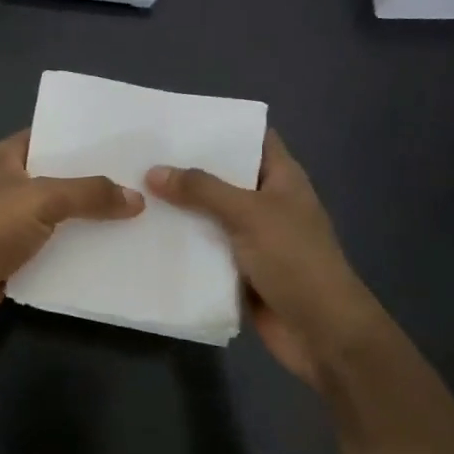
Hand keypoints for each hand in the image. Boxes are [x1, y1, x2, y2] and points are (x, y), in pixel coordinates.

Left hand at [0, 129, 142, 343]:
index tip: (118, 141)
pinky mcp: (14, 260)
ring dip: (87, 221)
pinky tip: (110, 254)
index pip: (47, 136)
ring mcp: (9, 226)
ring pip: (58, 218)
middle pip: (57, 179)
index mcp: (5, 160)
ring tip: (135, 217)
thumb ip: (89, 193)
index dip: (79, 137)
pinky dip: (76, 254)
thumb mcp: (43, 198)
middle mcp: (7, 188)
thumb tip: (136, 198)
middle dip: (92, 182)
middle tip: (137, 180)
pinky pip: (53, 251)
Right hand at [146, 130, 378, 387]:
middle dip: (187, 168)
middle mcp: (266, 203)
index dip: (221, 127)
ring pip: (209, 216)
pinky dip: (181, 245)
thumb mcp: (250, 214)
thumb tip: (154, 171)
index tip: (177, 120)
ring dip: (178, 209)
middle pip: (223, 177)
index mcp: (281, 179)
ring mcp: (252, 238)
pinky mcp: (238, 270)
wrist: (321, 333)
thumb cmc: (295, 260)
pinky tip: (143, 234)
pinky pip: (204, 250)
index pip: (252, 139)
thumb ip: (202, 190)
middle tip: (140, 154)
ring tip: (132, 188)